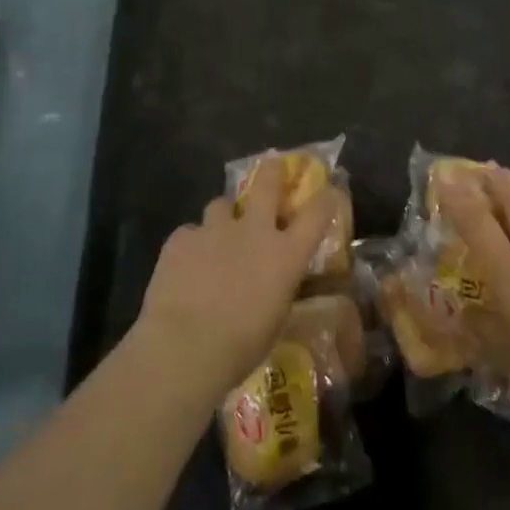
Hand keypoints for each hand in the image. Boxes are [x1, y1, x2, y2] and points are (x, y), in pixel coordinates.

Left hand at [135, 154, 341, 396]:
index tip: (328, 191)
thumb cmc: (240, 346)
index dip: (325, 199)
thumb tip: (273, 282)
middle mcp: (254, 231)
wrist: (184, 346)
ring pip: (221, 204)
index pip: (317, 214)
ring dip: (222, 216)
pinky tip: (184, 266)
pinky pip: (189, 233)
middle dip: (272, 171)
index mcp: (285, 255)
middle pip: (267, 184)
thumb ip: (277, 288)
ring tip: (216, 235)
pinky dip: (190, 245)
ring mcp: (215, 230)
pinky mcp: (181, 238)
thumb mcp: (275, 319)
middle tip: (272, 163)